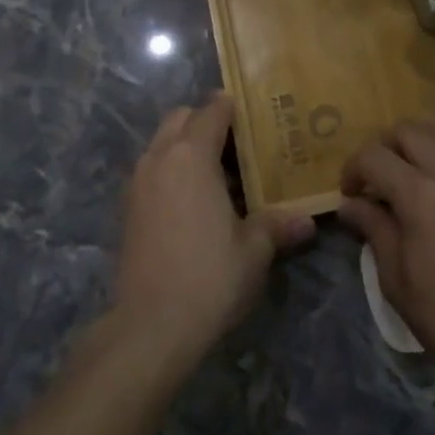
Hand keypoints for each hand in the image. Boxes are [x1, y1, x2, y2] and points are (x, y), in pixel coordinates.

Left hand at [112, 92, 315, 367]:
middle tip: (239, 144)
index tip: (257, 114)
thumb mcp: (254, 250)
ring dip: (186, 145)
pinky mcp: (127, 208)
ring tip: (219, 173)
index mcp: (192, 155)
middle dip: (206, 121)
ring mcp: (138, 182)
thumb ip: (277, 225)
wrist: (150, 327)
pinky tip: (195, 202)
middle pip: (181, 117)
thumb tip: (306, 221)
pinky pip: (152, 169)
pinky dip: (171, 170)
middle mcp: (160, 158)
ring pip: (162, 143)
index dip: (234, 107)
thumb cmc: (209, 277)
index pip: (212, 110)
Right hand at [337, 122, 434, 397]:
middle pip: (409, 132)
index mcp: (419, 196)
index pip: (374, 157)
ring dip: (420, 140)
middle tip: (377, 177)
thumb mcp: (394, 277)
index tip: (349, 193)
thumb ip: (373, 228)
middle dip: (384, 147)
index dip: (353, 168)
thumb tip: (350, 204)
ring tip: (411, 167)